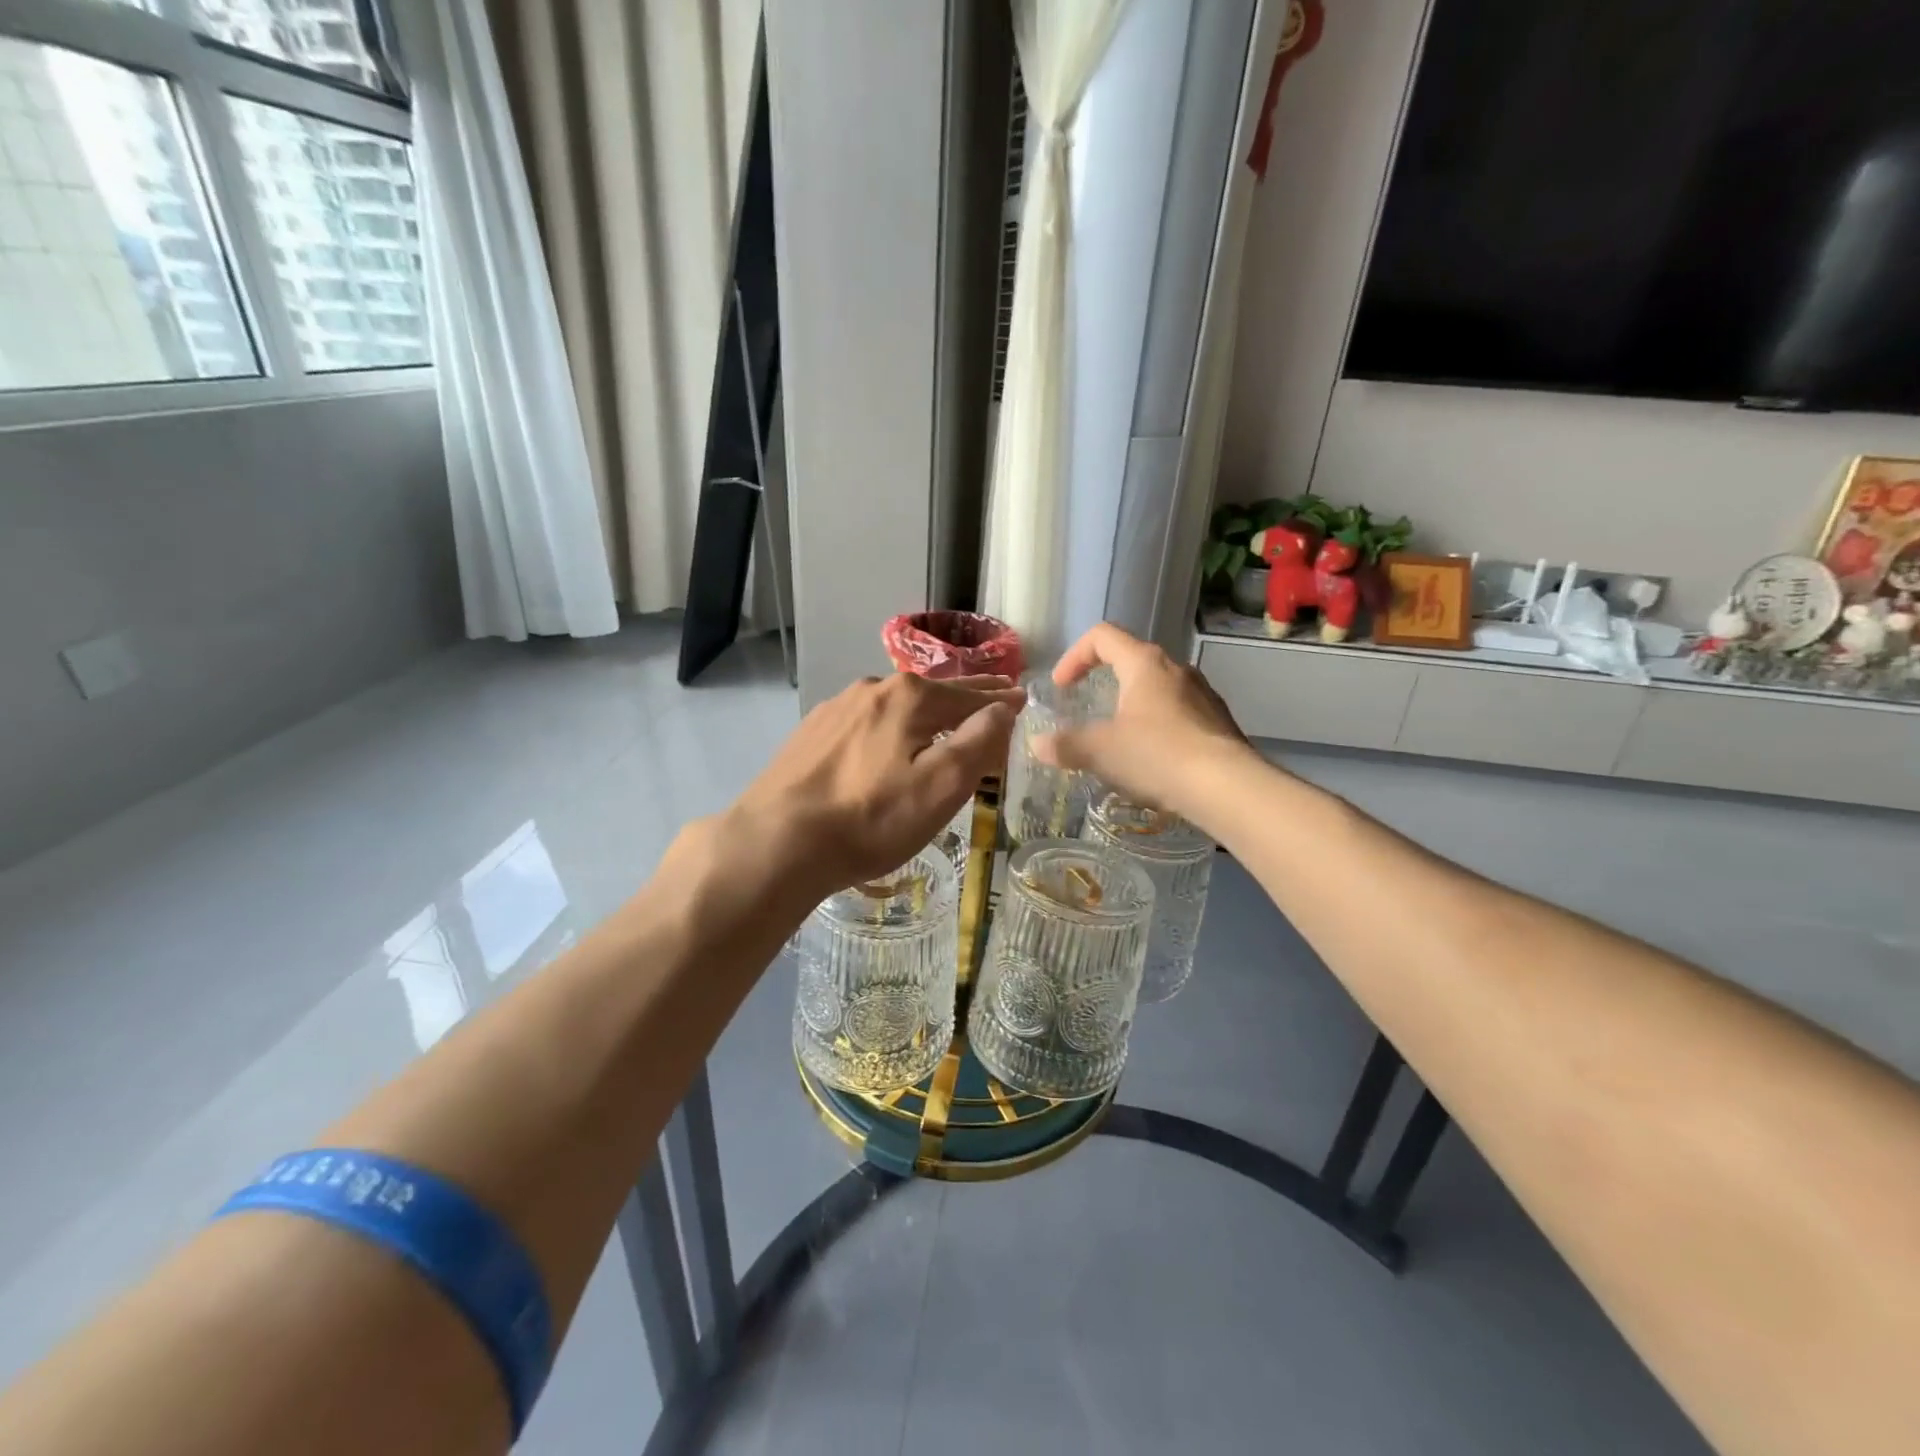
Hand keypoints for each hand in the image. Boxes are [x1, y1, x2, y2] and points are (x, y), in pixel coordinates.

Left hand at [727, 673, 1023, 900]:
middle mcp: (872, 689)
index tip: (1022, 698)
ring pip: (896, 705)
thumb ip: (979, 741)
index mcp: (910, 697)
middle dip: (966, 697)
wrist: (778, 842)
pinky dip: (890, 726)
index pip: (970, 694)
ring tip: (944, 720)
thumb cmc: (871, 818)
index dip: (1000, 699)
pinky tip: (887, 741)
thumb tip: (1005, 706)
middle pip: (933, 692)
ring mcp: (837, 708)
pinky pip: (867, 722)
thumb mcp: (941, 786)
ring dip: (926, 711)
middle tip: (993, 698)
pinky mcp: (812, 732)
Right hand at [1032, 624, 1255, 823]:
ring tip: (1119, 740)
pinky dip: (1156, 727)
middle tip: (1087, 710)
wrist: (1228, 787)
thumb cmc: (1158, 756)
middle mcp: (1176, 669)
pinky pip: (1178, 713)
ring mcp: (1202, 694)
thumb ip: (1065, 745)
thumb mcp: (1101, 751)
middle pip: (1132, 660)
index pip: (1102, 636)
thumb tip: (1038, 744)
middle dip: (1104, 682)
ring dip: (1132, 706)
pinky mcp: (1218, 721)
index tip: (1062, 687)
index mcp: (1144, 663)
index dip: (1074, 656)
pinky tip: (1152, 761)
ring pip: (1157, 689)